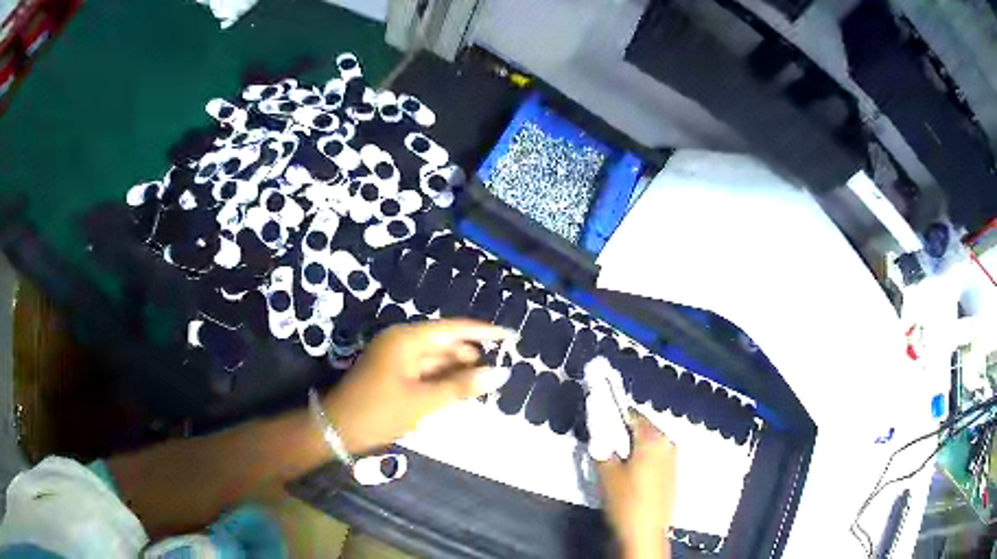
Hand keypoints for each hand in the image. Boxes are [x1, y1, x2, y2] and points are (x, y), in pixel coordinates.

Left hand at [324, 319, 514, 453]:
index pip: (454, 329)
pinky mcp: (393, 374)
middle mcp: (402, 342)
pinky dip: (443, 380)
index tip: (511, 337)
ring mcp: (396, 358)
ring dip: (459, 370)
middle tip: (502, 369)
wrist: (336, 429)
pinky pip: (426, 371)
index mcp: (407, 339)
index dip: (484, 332)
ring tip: (486, 383)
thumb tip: (500, 373)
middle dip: (473, 356)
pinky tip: (460, 391)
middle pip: (446, 343)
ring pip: (436, 359)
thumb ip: (461, 387)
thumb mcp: (423, 402)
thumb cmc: (379, 412)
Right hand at [596, 415, 676, 558]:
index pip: (632, 414)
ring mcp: (673, 458)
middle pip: (643, 428)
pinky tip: (629, 474)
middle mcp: (667, 443)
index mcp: (653, 438)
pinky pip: (655, 456)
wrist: (646, 533)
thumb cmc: (626, 501)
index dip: (613, 415)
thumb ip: (602, 449)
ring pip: (649, 443)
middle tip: (604, 445)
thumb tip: (600, 435)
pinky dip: (642, 458)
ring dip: (633, 446)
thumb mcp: (606, 473)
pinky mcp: (673, 473)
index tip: (599, 423)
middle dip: (623, 433)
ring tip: (615, 461)